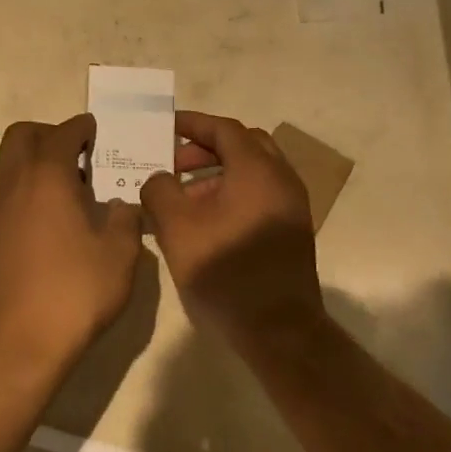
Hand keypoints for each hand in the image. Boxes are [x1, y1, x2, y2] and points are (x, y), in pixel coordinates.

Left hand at [0, 114, 143, 373]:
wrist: (20, 340)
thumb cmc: (75, 291)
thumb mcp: (120, 254)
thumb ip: (124, 218)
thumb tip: (117, 205)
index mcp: (47, 176)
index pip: (62, 133)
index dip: (81, 128)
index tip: (96, 131)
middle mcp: (13, 182)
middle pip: (22, 135)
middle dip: (49, 134)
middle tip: (78, 154)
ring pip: (8, 161)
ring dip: (34, 160)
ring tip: (66, 186)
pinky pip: (3, 189)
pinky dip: (24, 186)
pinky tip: (48, 216)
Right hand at [140, 111, 322, 346]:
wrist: (277, 327)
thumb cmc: (225, 271)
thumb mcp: (177, 227)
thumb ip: (160, 190)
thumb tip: (159, 179)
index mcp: (257, 170)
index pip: (224, 129)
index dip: (193, 124)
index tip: (165, 127)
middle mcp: (281, 179)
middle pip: (244, 144)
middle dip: (206, 147)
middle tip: (174, 162)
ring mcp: (291, 205)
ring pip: (253, 170)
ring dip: (218, 172)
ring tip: (183, 195)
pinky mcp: (291, 229)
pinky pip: (260, 193)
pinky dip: (232, 191)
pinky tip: (206, 219)